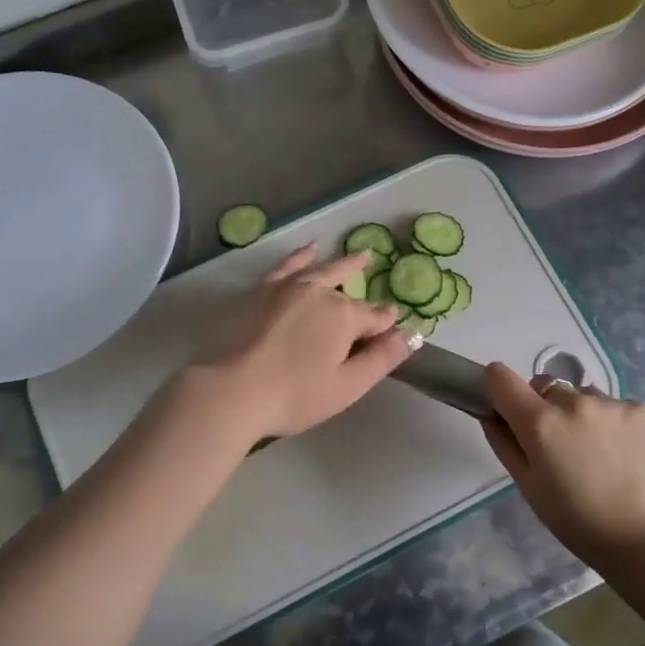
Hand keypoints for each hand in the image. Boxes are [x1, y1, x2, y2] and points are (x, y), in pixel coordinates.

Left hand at [183, 243, 412, 443]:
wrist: (232, 390)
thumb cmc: (295, 395)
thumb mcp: (348, 386)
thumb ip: (382, 358)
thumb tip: (413, 334)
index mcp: (344, 316)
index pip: (376, 317)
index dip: (386, 326)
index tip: (392, 332)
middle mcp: (319, 292)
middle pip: (348, 289)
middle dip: (364, 286)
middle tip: (375, 276)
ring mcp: (288, 287)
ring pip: (322, 270)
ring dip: (342, 264)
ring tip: (358, 256)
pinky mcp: (261, 291)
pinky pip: (287, 266)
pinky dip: (301, 257)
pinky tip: (309, 250)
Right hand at [481, 362, 644, 569]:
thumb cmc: (581, 524)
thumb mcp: (531, 489)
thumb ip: (506, 445)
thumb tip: (491, 416)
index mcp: (539, 423)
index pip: (500, 376)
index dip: (498, 389)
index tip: (507, 410)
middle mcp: (573, 402)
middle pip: (545, 388)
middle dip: (545, 410)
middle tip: (561, 448)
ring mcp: (612, 403)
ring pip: (583, 396)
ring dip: (582, 416)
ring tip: (601, 456)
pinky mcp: (644, 409)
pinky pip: (616, 407)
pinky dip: (615, 424)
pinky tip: (627, 457)